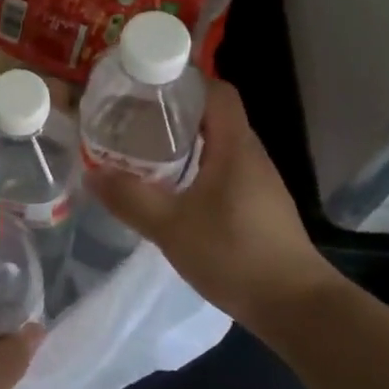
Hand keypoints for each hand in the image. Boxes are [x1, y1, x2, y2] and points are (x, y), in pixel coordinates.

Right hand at [87, 78, 339, 322]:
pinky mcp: (258, 205)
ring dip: (184, 140)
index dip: (185, 80)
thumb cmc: (236, 255)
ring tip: (143, 147)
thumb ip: (130, 199)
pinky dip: (196, 165)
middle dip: (174, 110)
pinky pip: (223, 168)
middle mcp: (250, 154)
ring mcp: (258, 181)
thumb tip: (91, 174)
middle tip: (132, 116)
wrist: (297, 308)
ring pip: (217, 143)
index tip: (147, 84)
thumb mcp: (171, 227)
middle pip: (213, 114)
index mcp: (235, 146)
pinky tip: (171, 186)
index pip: (216, 91)